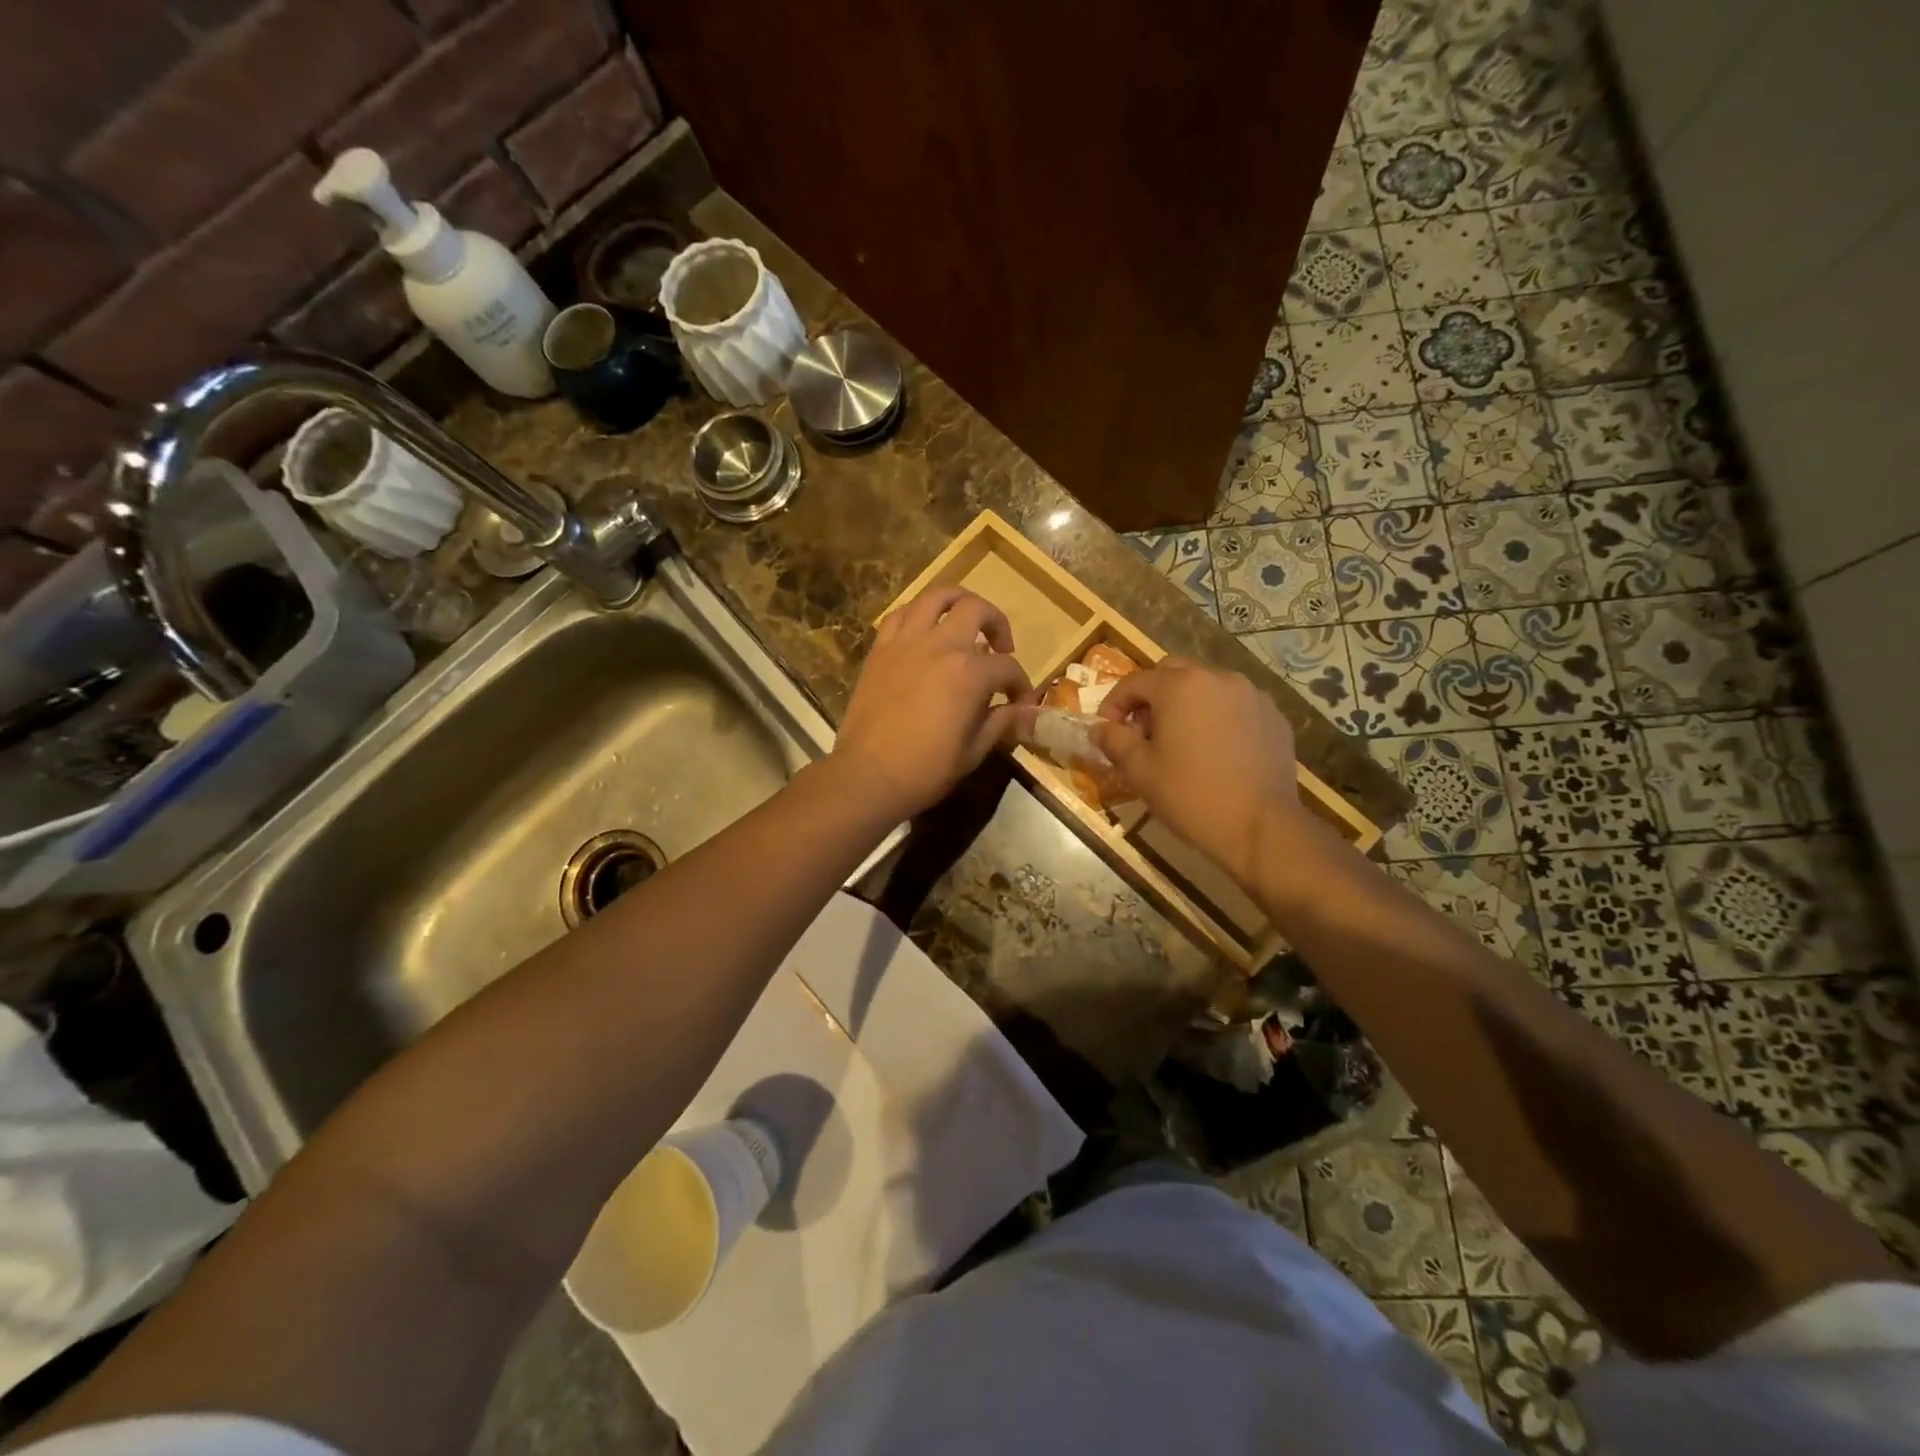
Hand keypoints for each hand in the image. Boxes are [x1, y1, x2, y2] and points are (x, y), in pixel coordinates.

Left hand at [832, 586, 1035, 820]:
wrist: (867, 775)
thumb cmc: (926, 770)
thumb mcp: (973, 751)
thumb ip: (1002, 723)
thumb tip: (1028, 713)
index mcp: (970, 673)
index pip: (1008, 667)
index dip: (1021, 685)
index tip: (1020, 703)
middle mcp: (941, 646)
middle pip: (977, 610)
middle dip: (997, 623)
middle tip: (1000, 646)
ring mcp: (907, 642)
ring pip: (936, 596)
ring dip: (958, 600)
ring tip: (965, 619)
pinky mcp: (881, 649)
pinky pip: (901, 614)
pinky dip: (918, 614)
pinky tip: (925, 631)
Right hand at [1093, 659, 1306, 884]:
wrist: (1260, 827)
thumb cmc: (1190, 796)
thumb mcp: (1140, 771)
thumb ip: (1115, 741)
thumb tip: (1099, 728)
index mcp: (1180, 686)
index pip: (1135, 682)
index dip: (1114, 704)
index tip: (1107, 730)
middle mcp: (1218, 678)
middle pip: (1173, 673)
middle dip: (1152, 696)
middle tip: (1144, 731)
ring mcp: (1252, 695)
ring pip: (1207, 686)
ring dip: (1186, 703)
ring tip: (1181, 740)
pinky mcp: (1274, 717)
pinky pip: (1235, 705)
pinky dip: (1218, 716)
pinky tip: (1215, 750)